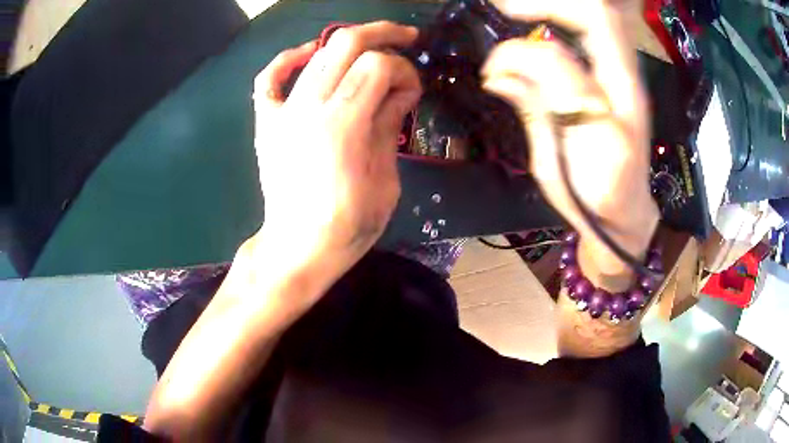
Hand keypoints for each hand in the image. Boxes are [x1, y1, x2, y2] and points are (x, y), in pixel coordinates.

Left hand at [252, 22, 421, 284]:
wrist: (297, 249)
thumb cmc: (347, 227)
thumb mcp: (385, 180)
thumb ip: (390, 126)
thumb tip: (401, 91)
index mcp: (341, 127)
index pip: (377, 67)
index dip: (404, 70)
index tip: (414, 91)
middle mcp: (307, 109)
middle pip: (345, 45)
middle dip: (383, 34)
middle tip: (407, 38)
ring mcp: (282, 113)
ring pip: (315, 53)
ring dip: (349, 42)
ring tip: (372, 46)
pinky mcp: (267, 122)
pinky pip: (270, 78)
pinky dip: (289, 59)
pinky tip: (308, 54)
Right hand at [482, 0, 658, 274]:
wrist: (626, 213)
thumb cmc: (591, 199)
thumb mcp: (556, 165)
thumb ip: (533, 110)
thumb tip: (497, 74)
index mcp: (610, 111)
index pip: (565, 55)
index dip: (526, 41)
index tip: (495, 48)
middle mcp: (625, 83)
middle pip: (599, 15)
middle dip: (549, 3)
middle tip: (508, 8)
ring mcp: (626, 77)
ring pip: (603, 18)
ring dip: (560, 7)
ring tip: (520, 11)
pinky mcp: (621, 77)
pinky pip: (599, 32)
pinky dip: (568, 19)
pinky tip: (541, 26)